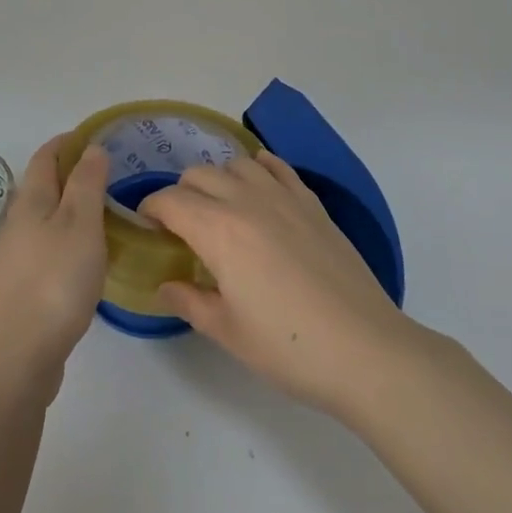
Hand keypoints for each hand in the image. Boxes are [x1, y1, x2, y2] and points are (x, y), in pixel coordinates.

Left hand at [0, 138, 108, 401]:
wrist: (15, 357)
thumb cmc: (54, 281)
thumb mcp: (81, 224)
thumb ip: (87, 184)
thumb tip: (90, 148)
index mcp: (31, 202)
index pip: (46, 156)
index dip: (68, 141)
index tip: (95, 136)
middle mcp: (17, 224)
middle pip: (42, 186)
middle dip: (71, 173)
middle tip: (110, 174)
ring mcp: (15, 258)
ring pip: (44, 219)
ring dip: (70, 208)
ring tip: (105, 212)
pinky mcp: (20, 289)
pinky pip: (46, 248)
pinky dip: (67, 239)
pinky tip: (86, 257)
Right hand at [139, 152, 417, 416]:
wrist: (364, 348)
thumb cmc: (288, 347)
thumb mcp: (227, 331)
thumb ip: (189, 301)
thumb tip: (165, 285)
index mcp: (218, 230)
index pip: (170, 201)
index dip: (150, 209)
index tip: (147, 228)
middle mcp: (247, 201)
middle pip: (199, 175)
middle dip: (180, 194)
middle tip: (181, 227)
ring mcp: (285, 197)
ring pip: (237, 164)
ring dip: (218, 179)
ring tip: (219, 209)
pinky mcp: (313, 203)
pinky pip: (278, 167)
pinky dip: (259, 167)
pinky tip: (258, 184)